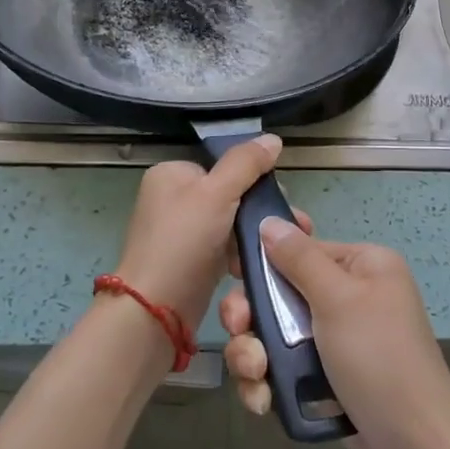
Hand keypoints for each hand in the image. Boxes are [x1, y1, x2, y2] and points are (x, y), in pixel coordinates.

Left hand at [111, 136, 283, 333]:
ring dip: (255, 235)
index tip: (281, 197)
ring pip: (229, 224)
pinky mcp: (189, 262)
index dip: (253, 178)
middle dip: (260, 211)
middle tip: (293, 225)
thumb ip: (246, 163)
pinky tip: (260, 264)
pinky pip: (223, 249)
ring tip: (283, 246)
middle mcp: (171, 200)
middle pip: (229, 194)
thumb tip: (273, 139)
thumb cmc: (184, 241)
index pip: (221, 166)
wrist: (155, 309)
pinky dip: (241, 255)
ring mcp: (179, 233)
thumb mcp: (218, 192)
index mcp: (171, 174)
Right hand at [219, 218, 449, 448]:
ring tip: (256, 376)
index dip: (265, 262)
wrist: (414, 447)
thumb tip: (270, 221)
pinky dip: (269, 382)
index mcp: (363, 267)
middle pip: (281, 293)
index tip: (235, 274)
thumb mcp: (338, 299)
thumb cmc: (378, 358)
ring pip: (276, 335)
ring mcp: (338, 341)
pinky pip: (284, 369)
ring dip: (254, 354)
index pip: (302, 249)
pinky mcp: (327, 380)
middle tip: (239, 331)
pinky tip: (263, 401)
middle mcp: (351, 297)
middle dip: (252, 317)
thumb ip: (299, 258)